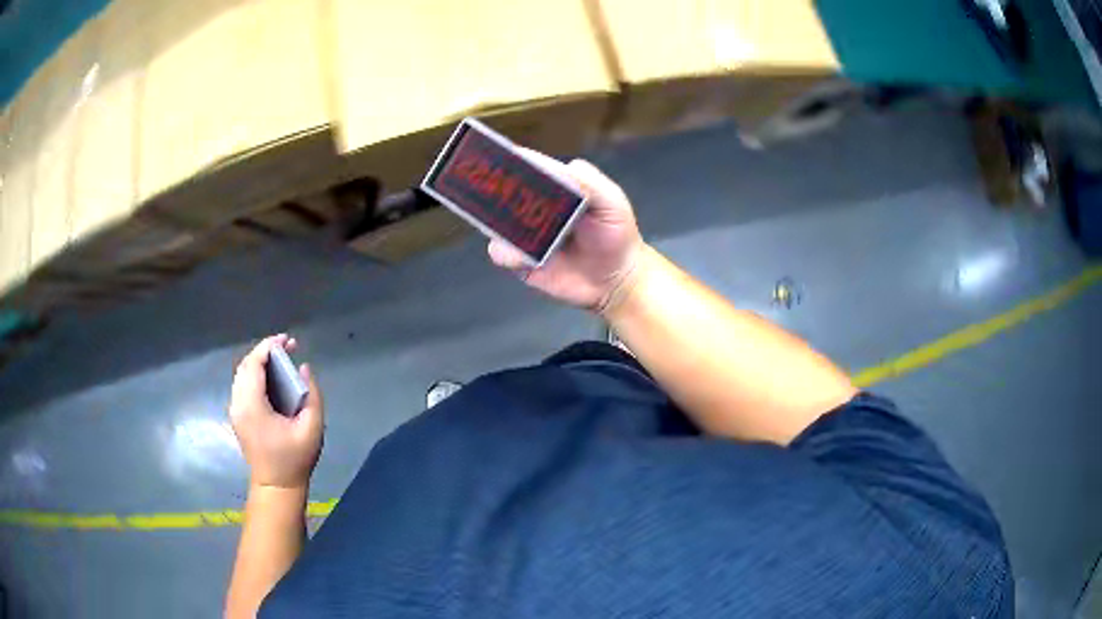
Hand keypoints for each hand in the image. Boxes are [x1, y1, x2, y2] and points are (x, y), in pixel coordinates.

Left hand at [229, 334, 323, 489]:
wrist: (276, 486)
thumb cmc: (295, 459)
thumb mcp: (312, 428)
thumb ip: (312, 395)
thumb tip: (303, 368)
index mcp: (253, 405)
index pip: (254, 364)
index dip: (268, 346)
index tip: (287, 340)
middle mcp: (238, 403)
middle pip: (245, 365)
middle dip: (264, 351)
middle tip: (287, 347)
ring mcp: (235, 410)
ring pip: (241, 374)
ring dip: (259, 362)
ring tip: (280, 359)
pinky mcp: (237, 416)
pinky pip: (242, 385)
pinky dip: (255, 374)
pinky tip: (271, 378)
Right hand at [488, 150, 645, 313]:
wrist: (617, 280)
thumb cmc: (617, 235)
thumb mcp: (611, 202)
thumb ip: (590, 182)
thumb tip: (564, 167)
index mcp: (554, 187)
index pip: (528, 169)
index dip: (513, 162)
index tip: (500, 158)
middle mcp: (534, 207)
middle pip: (504, 194)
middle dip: (495, 192)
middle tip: (493, 194)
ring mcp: (524, 234)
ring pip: (496, 224)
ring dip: (498, 225)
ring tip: (514, 232)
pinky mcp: (521, 261)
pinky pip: (501, 254)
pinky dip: (507, 253)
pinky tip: (523, 258)